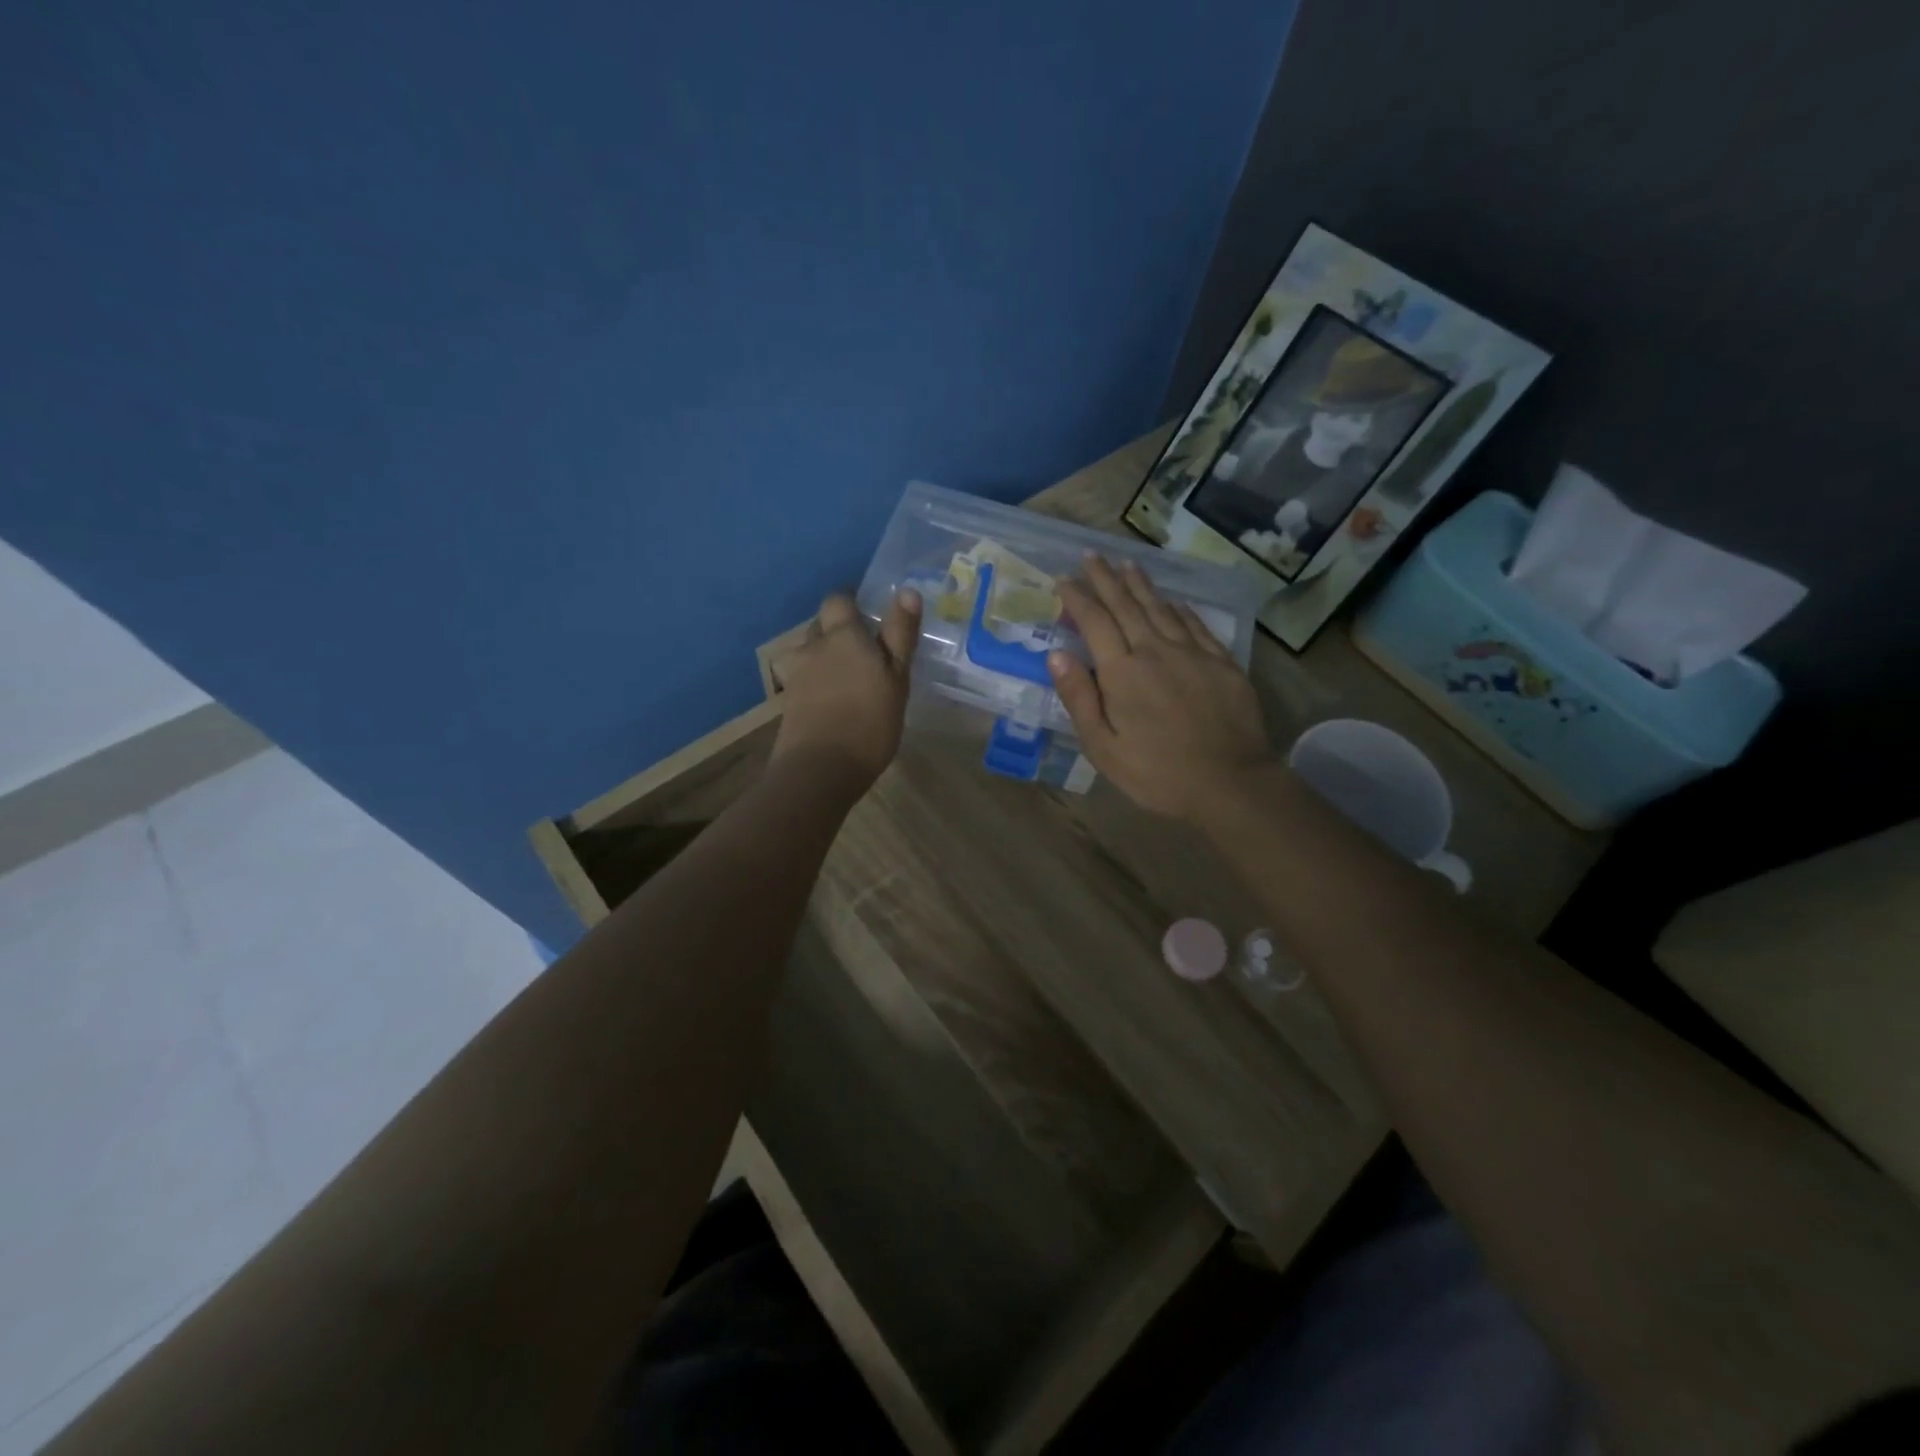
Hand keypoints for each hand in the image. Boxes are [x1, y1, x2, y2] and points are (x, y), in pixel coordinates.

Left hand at [772, 589, 921, 790]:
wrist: (819, 770)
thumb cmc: (869, 722)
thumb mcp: (897, 678)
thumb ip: (900, 634)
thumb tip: (907, 590)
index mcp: (843, 635)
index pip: (839, 600)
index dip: (851, 603)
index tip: (869, 615)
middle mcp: (814, 647)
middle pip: (821, 625)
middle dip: (837, 629)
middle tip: (864, 648)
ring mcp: (797, 675)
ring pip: (810, 652)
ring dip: (825, 656)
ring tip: (848, 676)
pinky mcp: (788, 702)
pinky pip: (804, 679)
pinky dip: (817, 682)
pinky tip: (834, 700)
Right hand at [1049, 558, 1270, 819]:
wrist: (1230, 782)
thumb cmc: (1157, 773)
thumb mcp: (1103, 747)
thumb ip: (1079, 698)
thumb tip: (1057, 654)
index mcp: (1122, 672)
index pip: (1095, 622)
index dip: (1077, 597)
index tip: (1064, 578)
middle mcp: (1155, 650)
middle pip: (1126, 605)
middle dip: (1105, 579)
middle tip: (1091, 556)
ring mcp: (1193, 653)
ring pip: (1161, 608)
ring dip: (1141, 584)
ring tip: (1126, 564)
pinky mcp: (1221, 662)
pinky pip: (1195, 624)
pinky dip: (1179, 608)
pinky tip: (1173, 601)